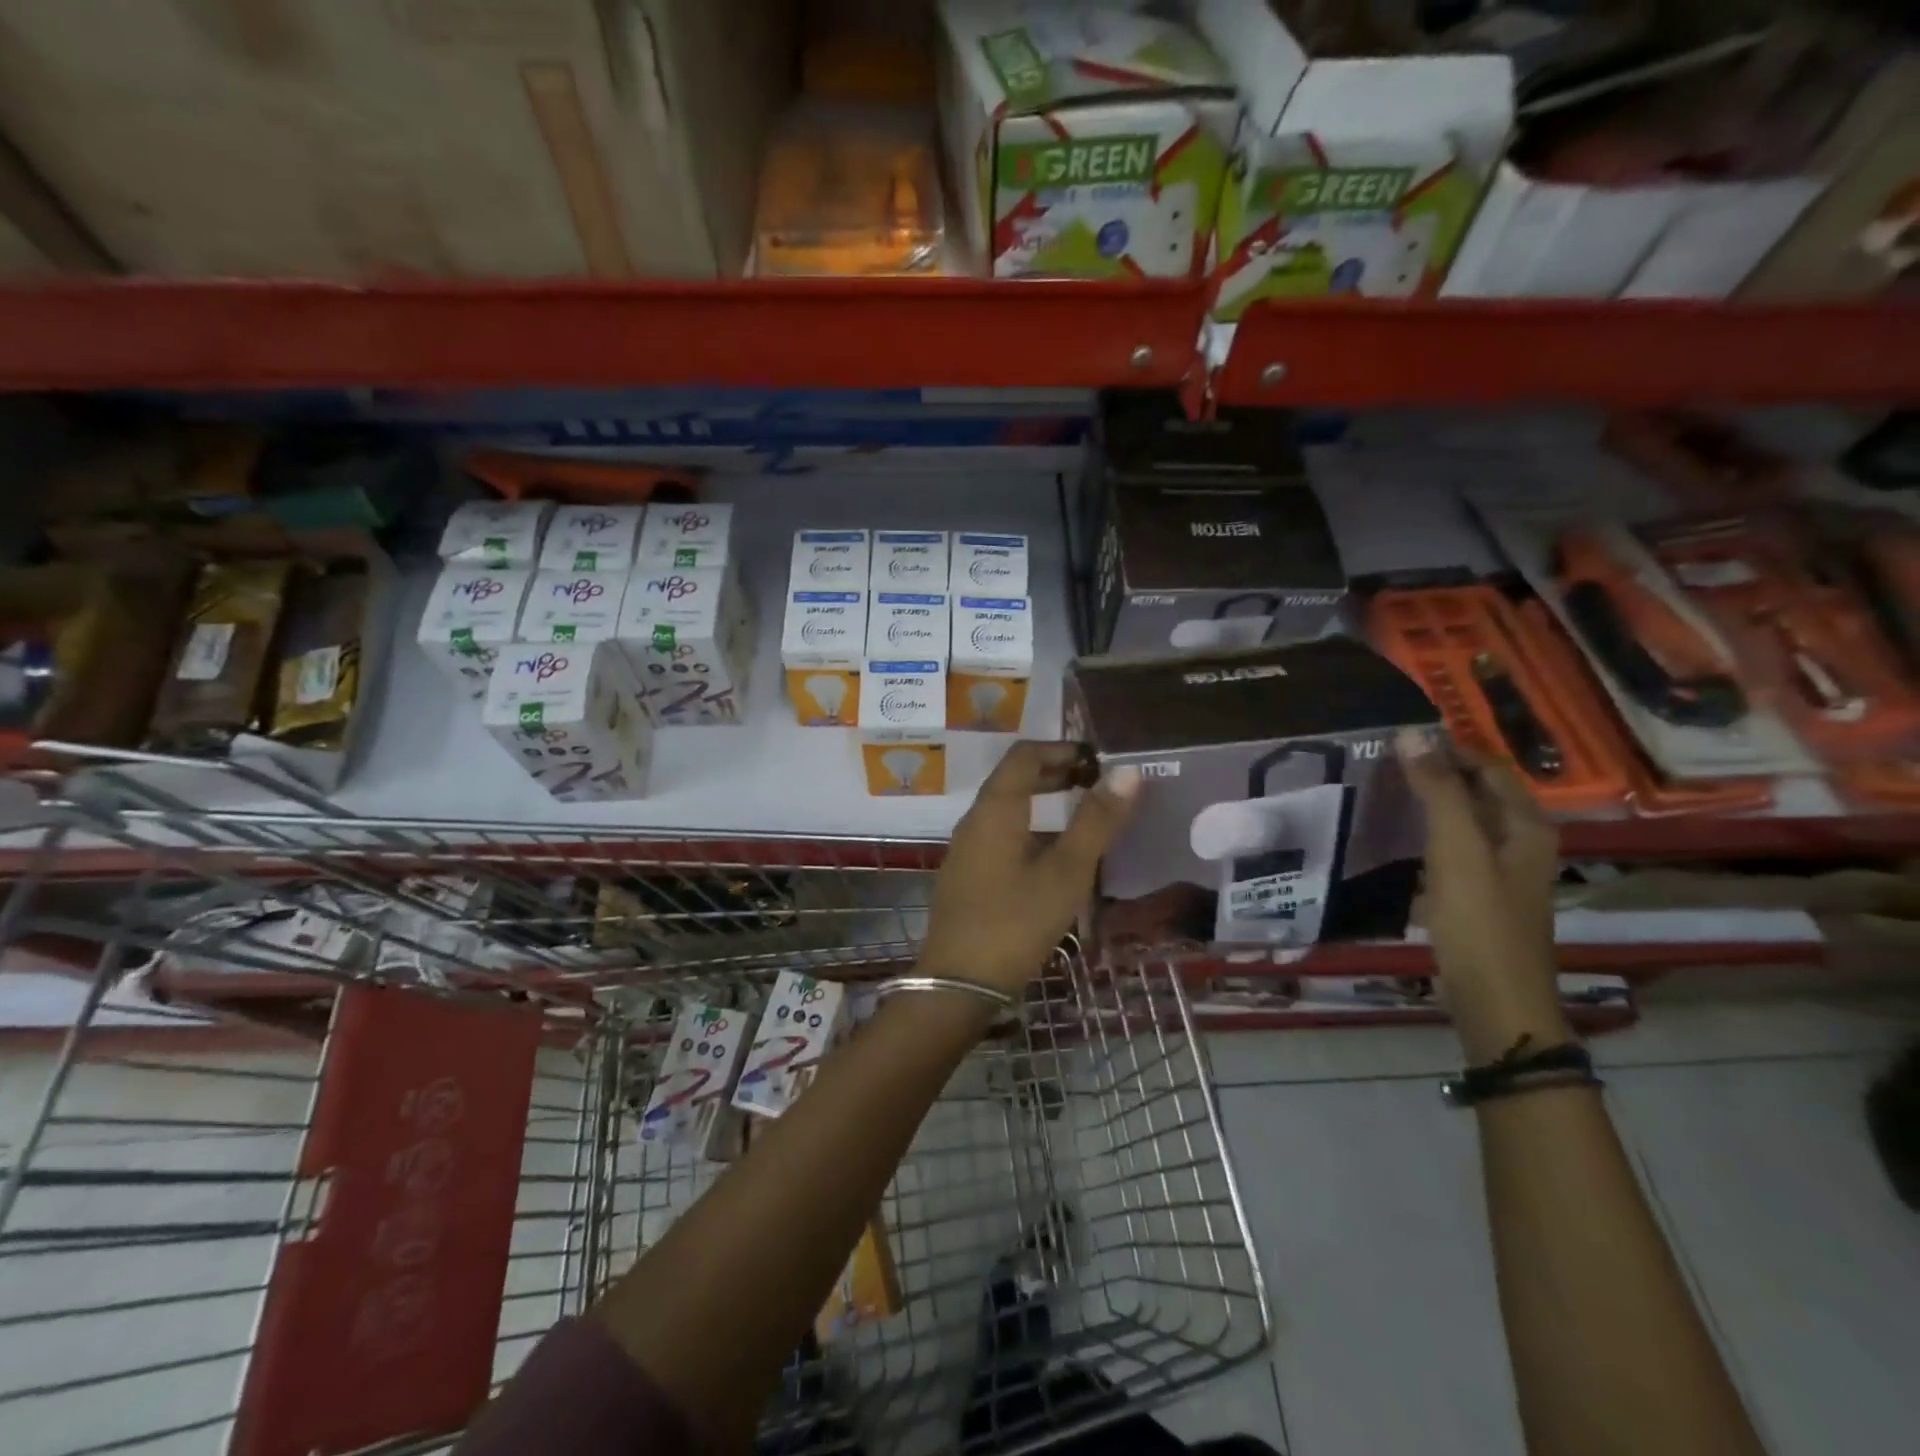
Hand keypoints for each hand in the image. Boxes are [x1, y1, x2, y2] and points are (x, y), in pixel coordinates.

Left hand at [921, 741, 1140, 996]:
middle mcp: (975, 820)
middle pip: (1012, 778)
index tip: (1096, 760)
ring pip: (1005, 807)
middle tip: (1094, 782)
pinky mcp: (966, 874)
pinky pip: (999, 833)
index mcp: (996, 809)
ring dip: (1041, 800)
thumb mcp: (1066, 872)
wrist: (958, 981)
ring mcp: (966, 848)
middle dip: (1053, 772)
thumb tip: (1127, 772)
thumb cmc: (1016, 921)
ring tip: (1080, 814)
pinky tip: (1051, 855)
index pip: (1025, 755)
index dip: (1061, 748)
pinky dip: (1028, 826)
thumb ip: (1096, 821)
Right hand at [1397, 730, 1570, 1062]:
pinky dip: (1430, 832)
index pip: (1489, 767)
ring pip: (1467, 820)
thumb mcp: (1457, 849)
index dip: (1450, 747)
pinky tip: (1401, 837)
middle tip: (1386, 761)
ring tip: (1387, 790)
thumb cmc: (1479, 919)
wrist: (1496, 999)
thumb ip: (1437, 790)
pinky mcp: (1481, 895)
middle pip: (1481, 792)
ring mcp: (1503, 871)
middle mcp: (1522, 842)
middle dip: (1439, 771)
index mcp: (1526, 826)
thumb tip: (1411, 734)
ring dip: (1433, 801)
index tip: (1400, 738)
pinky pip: (1456, 848)